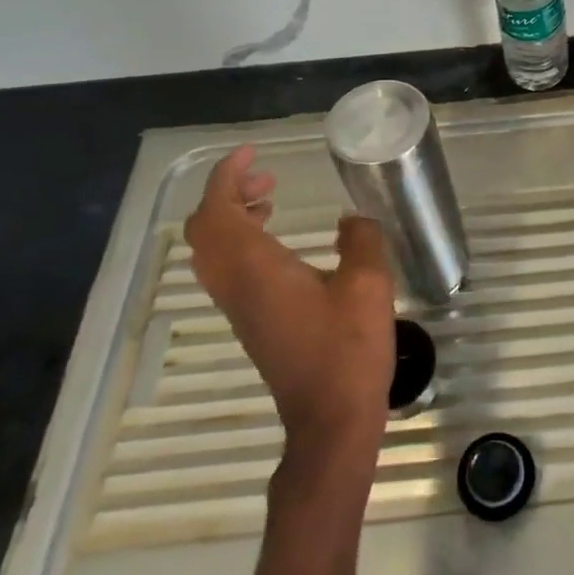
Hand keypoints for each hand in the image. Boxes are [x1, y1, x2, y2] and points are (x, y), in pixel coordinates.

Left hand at [184, 145, 395, 468]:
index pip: (217, 212)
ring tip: (270, 199)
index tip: (252, 153)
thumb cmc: (348, 350)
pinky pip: (229, 270)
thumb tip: (351, 219)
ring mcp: (241, 308)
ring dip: (233, 217)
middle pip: (205, 230)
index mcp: (257, 269)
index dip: (226, 177)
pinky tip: (281, 244)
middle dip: (226, 193)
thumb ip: (360, 240)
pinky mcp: (253, 323)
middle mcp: (237, 286)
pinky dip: (243, 242)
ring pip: (214, 251)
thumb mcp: (368, 284)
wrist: (331, 421)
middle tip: (265, 175)